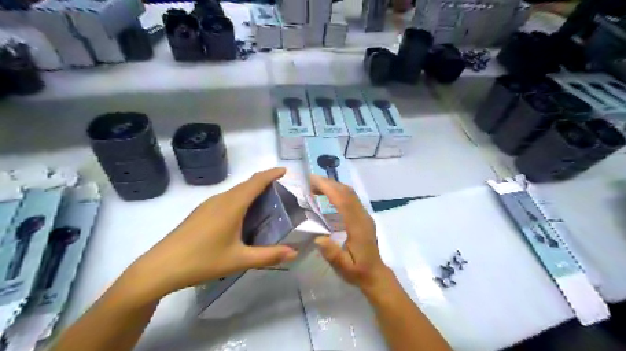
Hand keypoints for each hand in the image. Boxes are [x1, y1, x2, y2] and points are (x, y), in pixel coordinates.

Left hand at [128, 169, 296, 299]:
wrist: (160, 267)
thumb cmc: (202, 261)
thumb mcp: (239, 260)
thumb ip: (269, 256)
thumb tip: (294, 253)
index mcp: (232, 205)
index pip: (256, 182)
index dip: (271, 174)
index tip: (284, 171)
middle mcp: (220, 199)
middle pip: (246, 184)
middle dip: (264, 182)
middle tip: (280, 191)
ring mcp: (208, 205)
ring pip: (235, 191)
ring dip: (251, 190)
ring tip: (264, 202)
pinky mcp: (200, 212)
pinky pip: (226, 198)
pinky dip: (240, 198)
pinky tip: (241, 215)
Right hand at [311, 175, 392, 293]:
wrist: (375, 274)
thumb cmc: (357, 271)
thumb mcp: (343, 267)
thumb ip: (332, 254)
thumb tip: (319, 238)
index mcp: (358, 227)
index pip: (344, 202)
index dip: (329, 189)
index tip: (313, 181)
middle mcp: (363, 217)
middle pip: (348, 193)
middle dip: (329, 184)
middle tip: (310, 182)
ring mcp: (365, 215)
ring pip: (351, 194)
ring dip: (334, 186)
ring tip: (316, 186)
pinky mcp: (363, 217)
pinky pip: (351, 198)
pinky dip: (339, 192)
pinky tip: (328, 195)